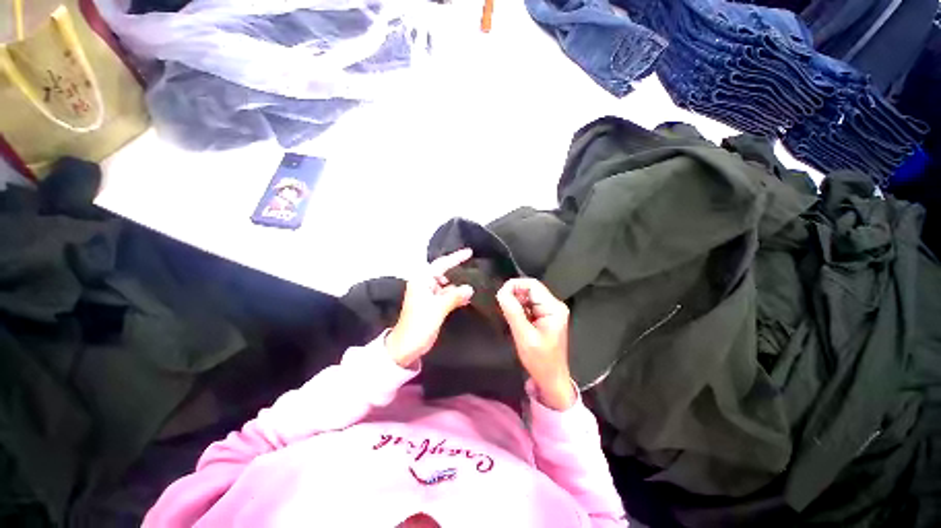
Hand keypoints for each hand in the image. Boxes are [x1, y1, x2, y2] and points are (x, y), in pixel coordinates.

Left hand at [386, 249, 474, 367]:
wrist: (406, 347)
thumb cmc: (418, 325)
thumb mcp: (437, 309)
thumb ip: (454, 296)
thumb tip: (470, 288)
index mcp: (421, 281)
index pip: (441, 264)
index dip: (455, 257)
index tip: (470, 252)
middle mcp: (424, 284)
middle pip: (444, 273)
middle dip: (458, 271)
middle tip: (476, 268)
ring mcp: (428, 295)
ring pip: (447, 285)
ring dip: (458, 285)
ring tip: (475, 282)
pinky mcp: (432, 305)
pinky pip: (447, 295)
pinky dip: (456, 295)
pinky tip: (468, 297)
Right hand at [496, 278, 575, 410]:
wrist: (551, 380)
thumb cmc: (540, 361)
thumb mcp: (524, 336)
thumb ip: (512, 311)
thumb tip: (501, 292)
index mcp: (553, 308)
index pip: (532, 284)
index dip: (514, 285)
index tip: (499, 295)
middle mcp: (554, 305)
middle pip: (530, 289)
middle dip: (514, 295)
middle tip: (502, 307)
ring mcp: (550, 311)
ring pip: (528, 296)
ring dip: (516, 302)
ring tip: (509, 315)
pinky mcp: (545, 317)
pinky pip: (529, 305)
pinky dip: (519, 309)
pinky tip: (515, 319)